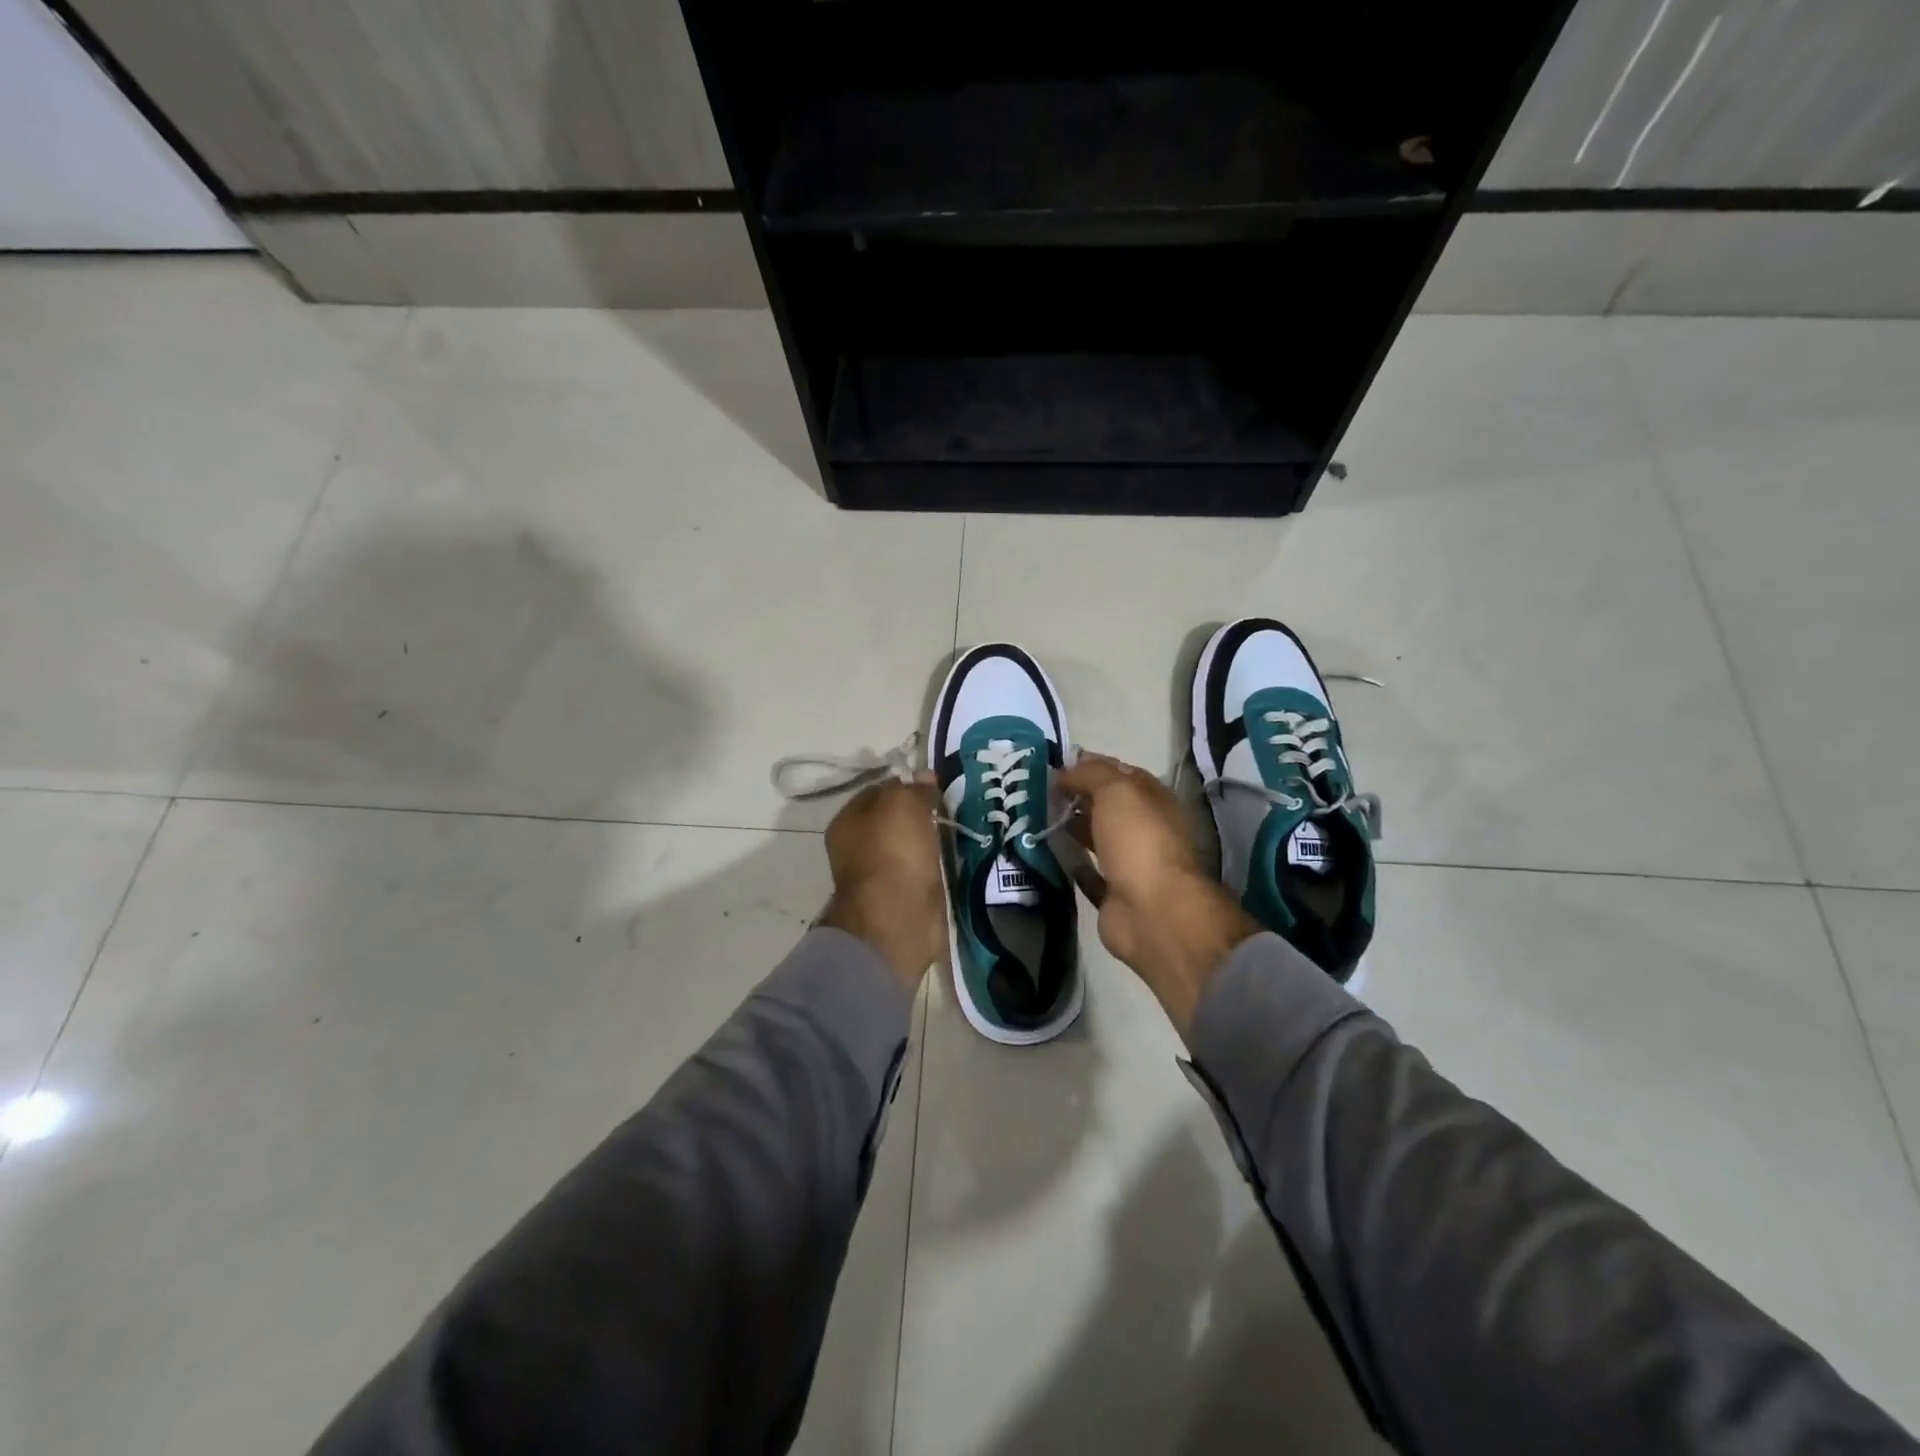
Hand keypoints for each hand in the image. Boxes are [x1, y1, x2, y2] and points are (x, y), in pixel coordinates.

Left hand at [817, 776, 944, 990]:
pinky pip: (923, 867)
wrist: (898, 920)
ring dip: (931, 836)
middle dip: (921, 810)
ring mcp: (882, 873)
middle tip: (951, 803)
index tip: (935, 782)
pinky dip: (937, 860)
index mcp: (847, 822)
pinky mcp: (904, 895)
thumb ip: (914, 788)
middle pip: (895, 819)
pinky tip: (954, 852)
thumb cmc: (892, 853)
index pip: (879, 790)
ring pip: (910, 843)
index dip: (906, 782)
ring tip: (958, 824)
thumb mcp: (903, 805)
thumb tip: (925, 776)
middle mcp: (859, 847)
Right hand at [1056, 753, 1260, 1041]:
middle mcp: (1146, 830)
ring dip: (1073, 827)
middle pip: (1108, 807)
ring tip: (1038, 816)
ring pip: (1098, 838)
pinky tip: (1050, 852)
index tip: (1056, 764)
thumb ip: (1091, 774)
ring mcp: (1131, 864)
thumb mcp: (1117, 791)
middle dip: (1078, 796)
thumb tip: (1065, 770)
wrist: (1153, 911)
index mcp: (1154, 801)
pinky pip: (1090, 874)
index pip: (1121, 774)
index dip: (1091, 766)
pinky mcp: (1114, 895)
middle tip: (1039, 790)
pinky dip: (1073, 863)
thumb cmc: (1139, 841)